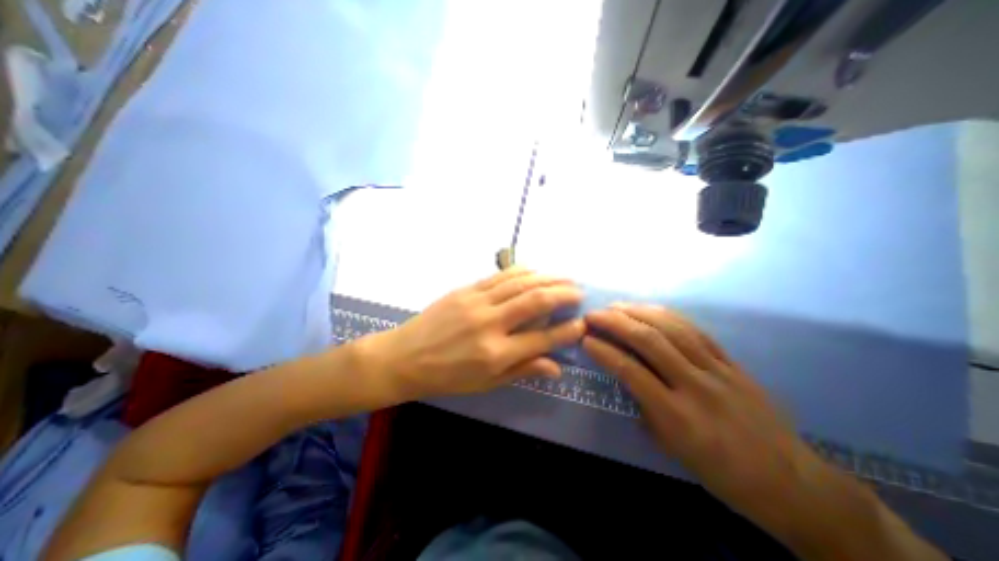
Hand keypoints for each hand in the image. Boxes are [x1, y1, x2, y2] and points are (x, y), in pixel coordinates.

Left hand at [365, 268, 587, 398]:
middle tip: (579, 293)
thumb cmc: (446, 377)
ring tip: (565, 278)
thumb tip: (556, 367)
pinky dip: (522, 271)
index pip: (542, 339)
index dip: (566, 331)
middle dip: (563, 294)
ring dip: (547, 278)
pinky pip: (500, 276)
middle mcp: (490, 324)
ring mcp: (477, 302)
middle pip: (535, 301)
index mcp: (495, 353)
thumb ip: (522, 370)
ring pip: (520, 283)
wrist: (405, 357)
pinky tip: (535, 270)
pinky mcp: (466, 289)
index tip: (582, 324)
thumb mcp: (485, 384)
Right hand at [582, 306, 832, 538]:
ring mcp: (717, 370)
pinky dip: (667, 315)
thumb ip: (644, 408)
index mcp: (677, 416)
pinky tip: (650, 309)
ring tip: (616, 306)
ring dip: (638, 311)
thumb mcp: (671, 448)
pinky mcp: (732, 362)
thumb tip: (626, 378)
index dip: (603, 351)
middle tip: (594, 314)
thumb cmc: (721, 472)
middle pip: (649, 341)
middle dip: (615, 322)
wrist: (790, 482)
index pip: (630, 371)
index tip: (585, 339)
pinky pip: (695, 330)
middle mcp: (695, 385)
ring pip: (672, 328)